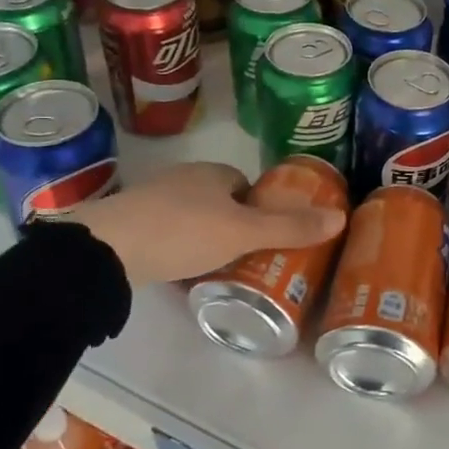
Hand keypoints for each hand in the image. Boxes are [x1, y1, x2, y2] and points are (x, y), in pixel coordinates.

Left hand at [70, 161, 345, 283]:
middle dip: (235, 226)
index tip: (270, 238)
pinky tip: (182, 276)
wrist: (107, 249)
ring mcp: (152, 201)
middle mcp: (183, 179)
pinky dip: (178, 252)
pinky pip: (166, 236)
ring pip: (192, 219)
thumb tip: (341, 217)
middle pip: (220, 202)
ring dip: (206, 239)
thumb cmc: (182, 231)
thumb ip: (289, 228)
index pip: (246, 184)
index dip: (261, 208)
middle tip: (250, 260)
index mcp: (212, 173)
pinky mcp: (130, 225)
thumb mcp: (243, 233)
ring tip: (220, 271)